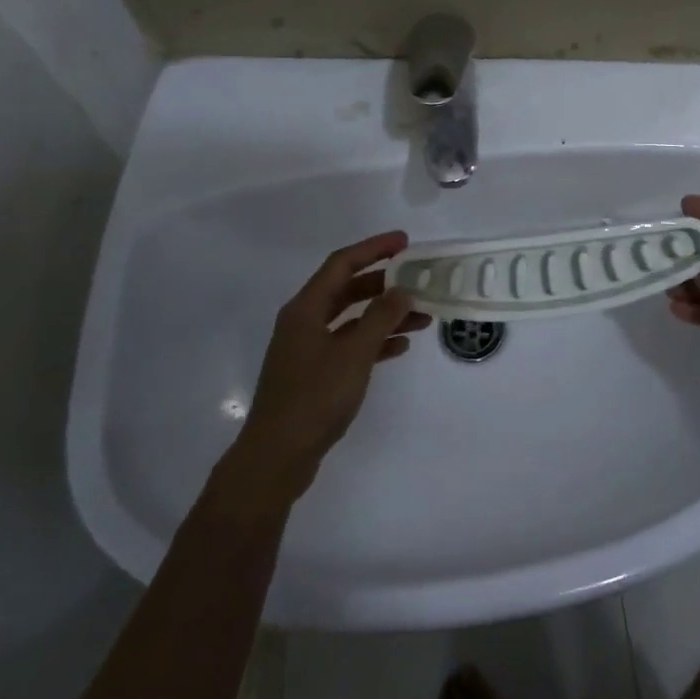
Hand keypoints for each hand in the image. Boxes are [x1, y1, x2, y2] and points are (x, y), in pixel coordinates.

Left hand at [223, 231, 429, 505]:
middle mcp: (305, 322)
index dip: (374, 249)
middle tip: (418, 278)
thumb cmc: (314, 398)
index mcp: (306, 309)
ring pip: (352, 319)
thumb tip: (402, 290)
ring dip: (385, 314)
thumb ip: (381, 318)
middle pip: (347, 289)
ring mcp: (309, 349)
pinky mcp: (316, 373)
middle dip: (384, 283)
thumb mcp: (354, 354)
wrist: (278, 456)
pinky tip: (400, 347)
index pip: (342, 264)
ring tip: (421, 317)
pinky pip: (350, 345)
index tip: (405, 241)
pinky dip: (375, 341)